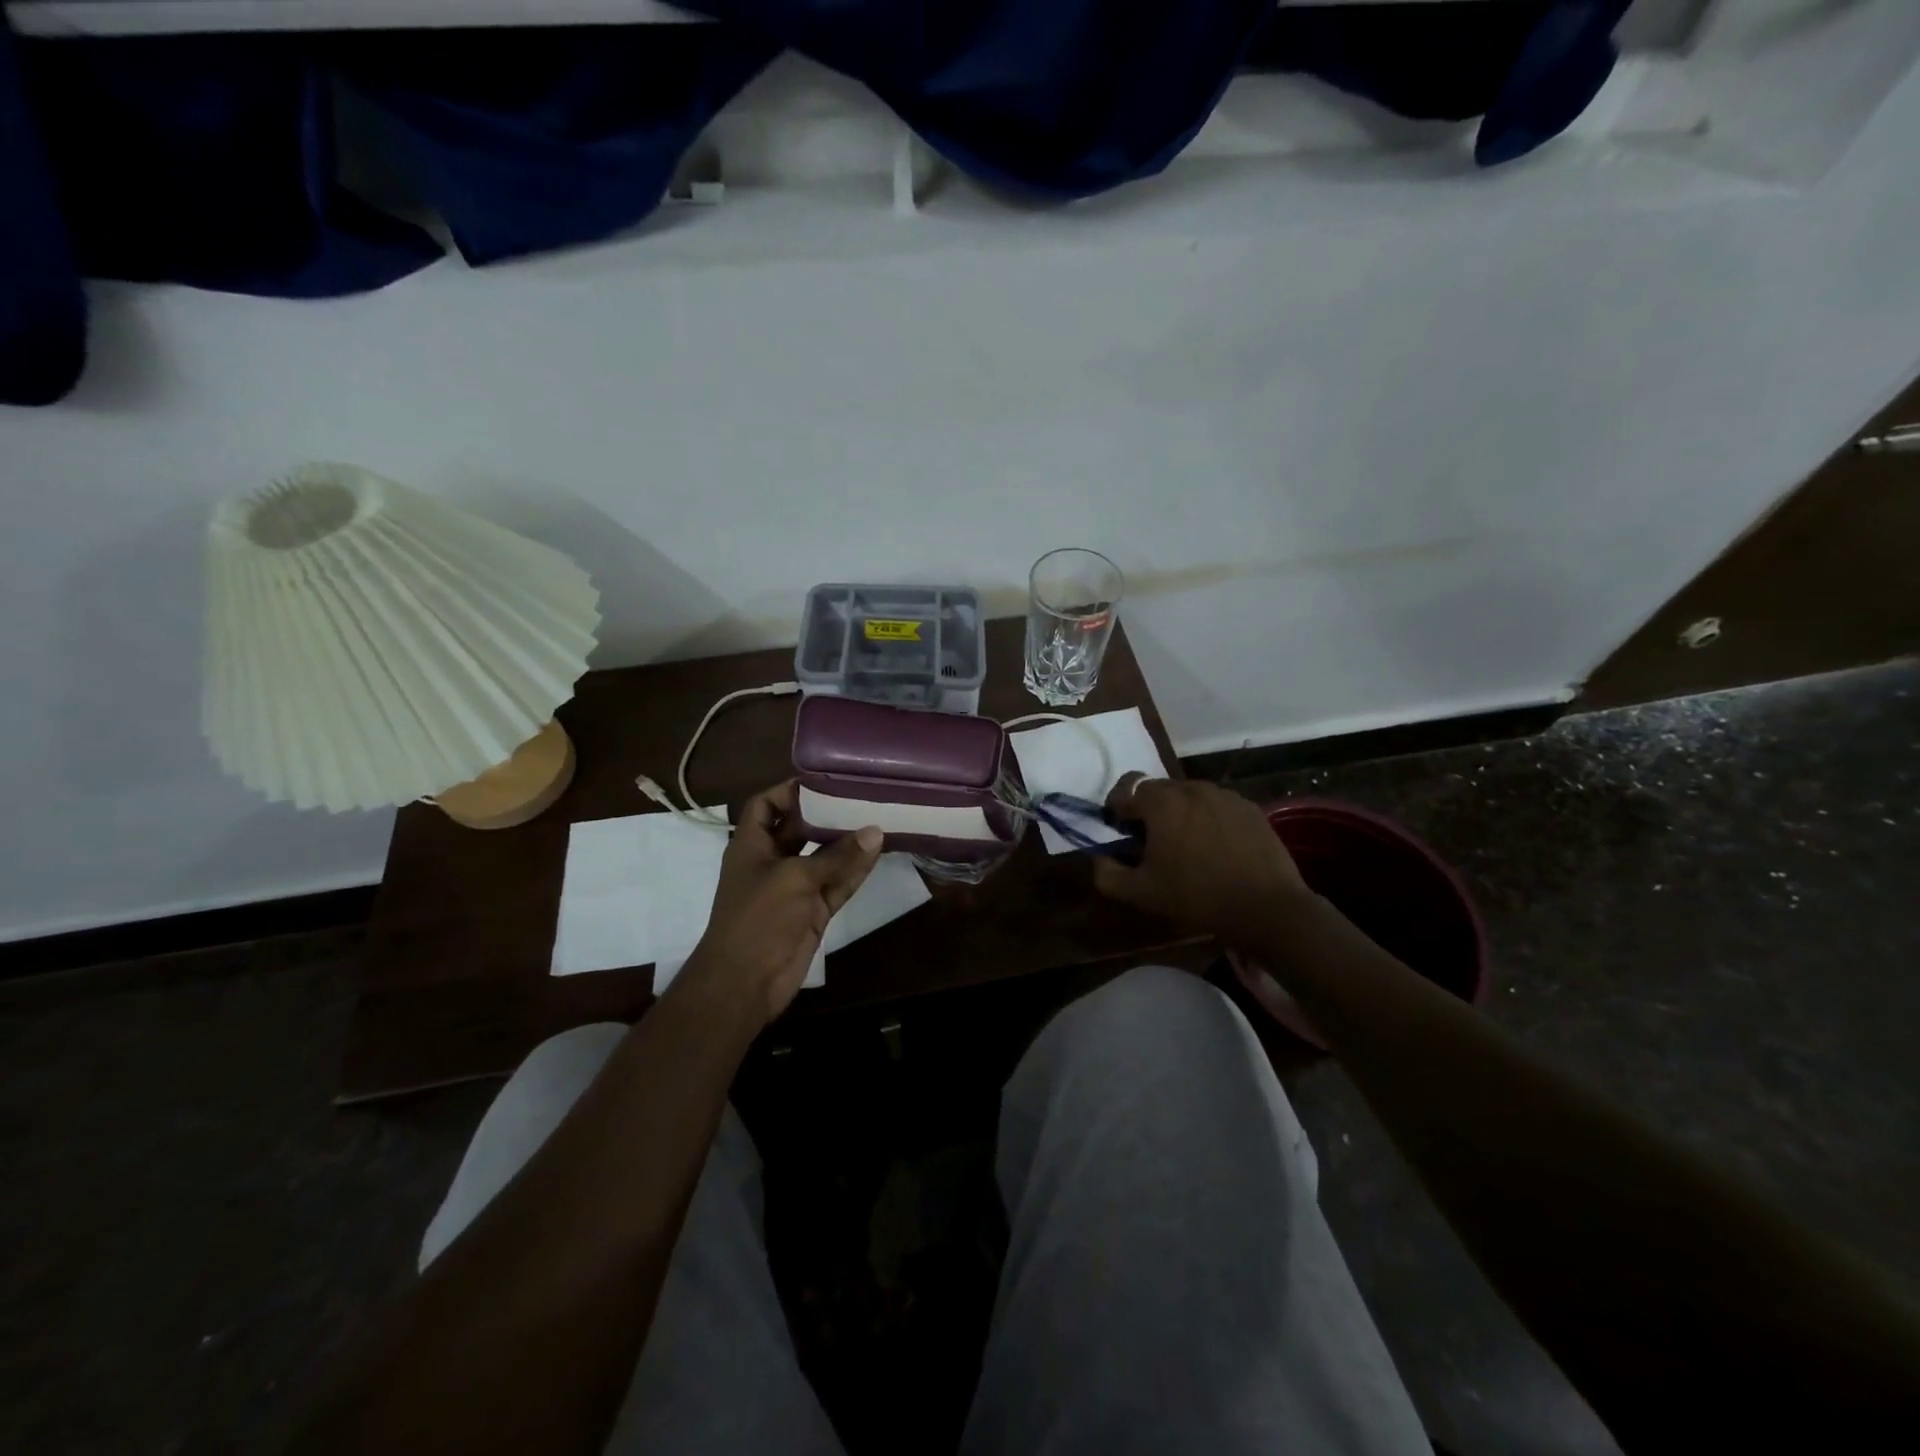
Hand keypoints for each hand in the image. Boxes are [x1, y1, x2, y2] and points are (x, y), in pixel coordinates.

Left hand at [679, 781, 882, 1025]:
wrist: (745, 982)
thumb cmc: (757, 917)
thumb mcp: (795, 877)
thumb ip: (837, 855)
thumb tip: (876, 830)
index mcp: (751, 845)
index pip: (765, 805)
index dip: (788, 790)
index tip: (824, 781)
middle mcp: (772, 861)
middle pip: (800, 828)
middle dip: (826, 813)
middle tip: (860, 795)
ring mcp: (794, 888)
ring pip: (824, 857)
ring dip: (847, 842)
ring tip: (878, 817)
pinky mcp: (814, 911)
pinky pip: (837, 883)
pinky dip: (855, 870)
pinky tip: (879, 852)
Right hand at [1092, 774, 1309, 937]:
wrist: (1267, 909)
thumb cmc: (1197, 897)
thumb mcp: (1140, 893)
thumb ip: (1107, 873)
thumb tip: (1098, 857)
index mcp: (1162, 802)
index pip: (1126, 787)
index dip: (1116, 808)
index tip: (1120, 832)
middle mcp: (1193, 788)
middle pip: (1158, 790)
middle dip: (1148, 811)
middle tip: (1151, 843)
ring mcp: (1225, 795)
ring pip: (1188, 796)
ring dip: (1179, 813)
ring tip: (1186, 847)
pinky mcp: (1249, 808)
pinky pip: (1216, 805)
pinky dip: (1207, 819)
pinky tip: (1216, 849)